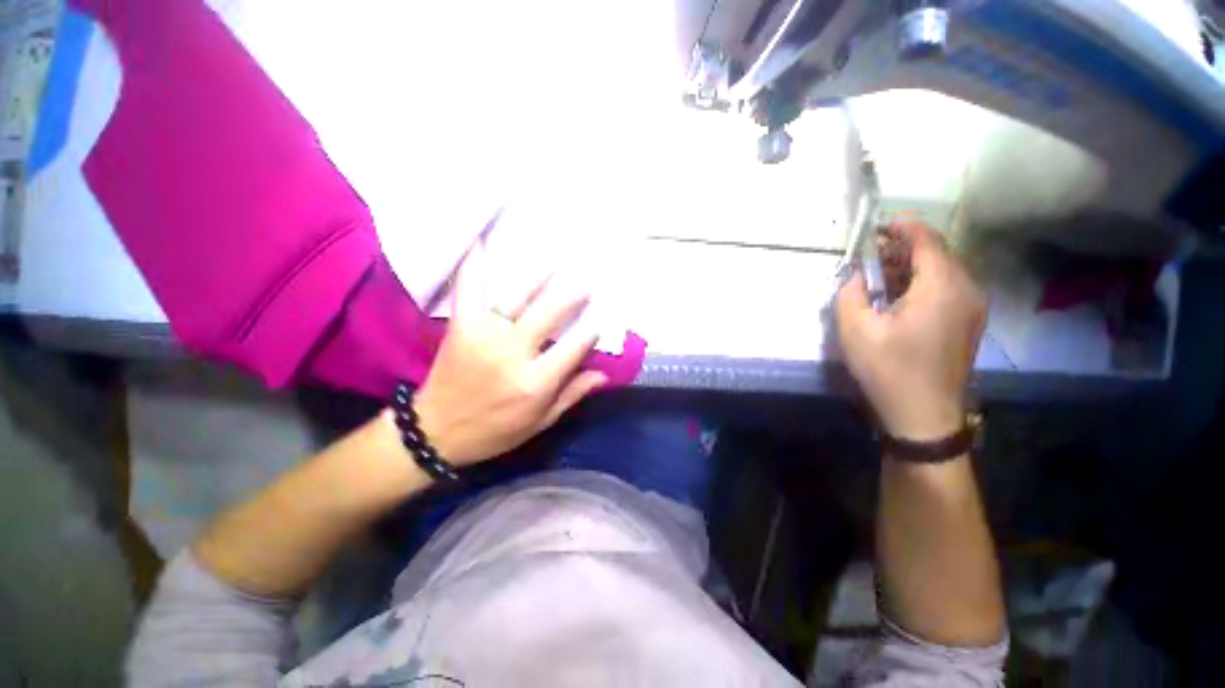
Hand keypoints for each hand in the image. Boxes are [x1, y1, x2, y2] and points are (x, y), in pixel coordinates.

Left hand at [411, 240, 606, 466]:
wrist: (434, 432)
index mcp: (536, 382)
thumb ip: (572, 394)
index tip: (602, 316)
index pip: (574, 346)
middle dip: (573, 294)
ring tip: (555, 255)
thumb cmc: (494, 431)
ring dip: (538, 274)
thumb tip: (604, 373)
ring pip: (517, 296)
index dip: (591, 329)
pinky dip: (473, 263)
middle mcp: (514, 353)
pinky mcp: (461, 326)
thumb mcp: (540, 422)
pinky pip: (468, 289)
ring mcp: (485, 335)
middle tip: (588, 280)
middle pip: (550, 314)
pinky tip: (480, 237)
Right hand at [836, 221, 985, 440]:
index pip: (926, 239)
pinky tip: (899, 296)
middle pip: (937, 251)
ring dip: (911, 265)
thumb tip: (856, 276)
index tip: (875, 226)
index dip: (901, 226)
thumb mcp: (855, 330)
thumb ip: (850, 293)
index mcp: (941, 286)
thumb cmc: (888, 369)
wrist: (924, 414)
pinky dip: (922, 281)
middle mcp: (966, 288)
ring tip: (879, 274)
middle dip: (903, 246)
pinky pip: (947, 286)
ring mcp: (972, 305)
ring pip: (943, 269)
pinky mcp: (969, 320)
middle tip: (869, 255)